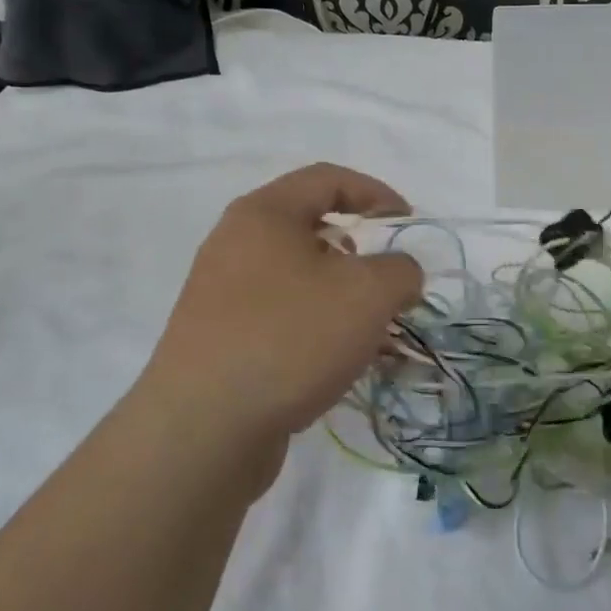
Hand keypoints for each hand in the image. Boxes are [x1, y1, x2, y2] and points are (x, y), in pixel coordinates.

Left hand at [144, 164, 423, 487]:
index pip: (328, 178)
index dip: (376, 193)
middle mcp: (236, 244)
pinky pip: (282, 318)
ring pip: (299, 280)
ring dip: (343, 298)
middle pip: (312, 230)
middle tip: (387, 281)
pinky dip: (317, 329)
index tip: (407, 223)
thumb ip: (400, 270)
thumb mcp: (368, 293)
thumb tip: (398, 275)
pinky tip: (341, 364)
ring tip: (372, 330)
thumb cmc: (290, 337)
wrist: (202, 431)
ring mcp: (222, 294)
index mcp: (264, 214)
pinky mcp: (219, 340)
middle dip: (361, 253)